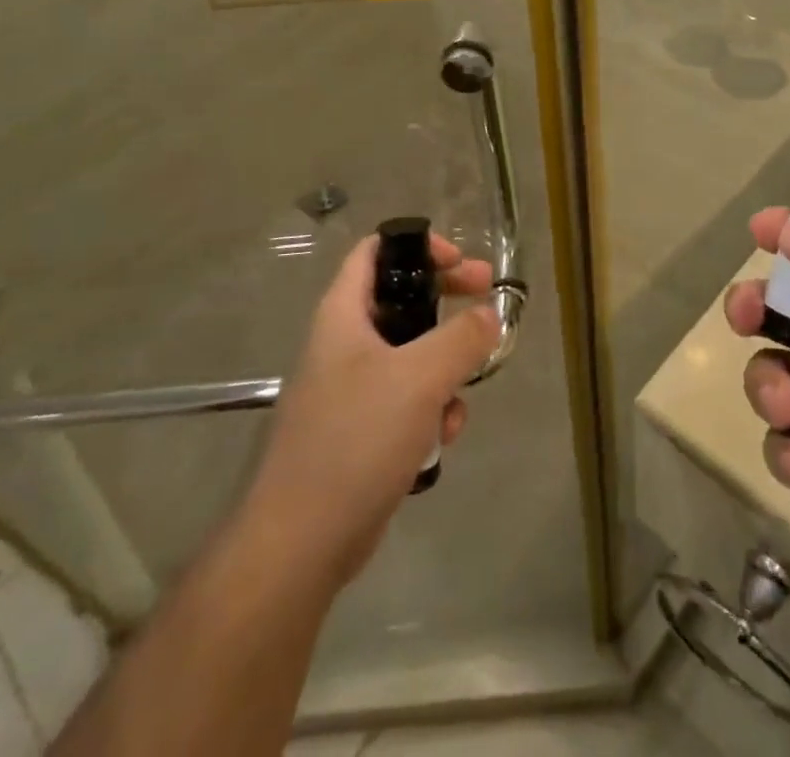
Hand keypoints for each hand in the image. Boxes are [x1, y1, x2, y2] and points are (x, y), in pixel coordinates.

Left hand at [244, 233, 499, 586]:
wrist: (300, 543)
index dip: (419, 245)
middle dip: (447, 303)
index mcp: (343, 314)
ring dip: (444, 370)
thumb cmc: (356, 439)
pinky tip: (440, 439)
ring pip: (410, 356)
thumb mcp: (420, 377)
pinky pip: (405, 402)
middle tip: (487, 303)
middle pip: (401, 300)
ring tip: (459, 397)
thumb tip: (489, 315)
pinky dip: (429, 411)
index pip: (375, 250)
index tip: (461, 263)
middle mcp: (343, 344)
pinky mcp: (358, 431)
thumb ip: (462, 337)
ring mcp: (349, 390)